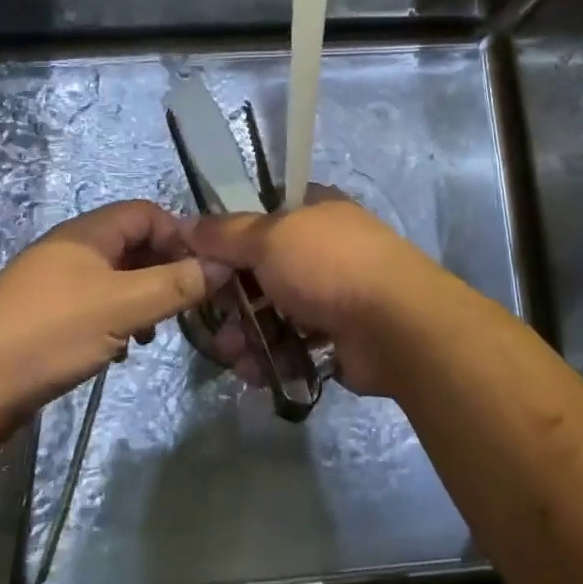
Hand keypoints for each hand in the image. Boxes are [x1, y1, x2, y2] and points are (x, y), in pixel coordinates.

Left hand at [0, 201, 228, 451]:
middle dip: (164, 269)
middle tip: (186, 303)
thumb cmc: (50, 335)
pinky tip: (122, 348)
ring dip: (142, 298)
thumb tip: (223, 264)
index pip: (147, 213)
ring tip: (154, 331)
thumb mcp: (123, 307)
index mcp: (88, 233)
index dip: (180, 235)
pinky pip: (95, 304)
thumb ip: (176, 285)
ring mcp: (54, 283)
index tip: (205, 269)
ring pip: (115, 277)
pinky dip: (117, 318)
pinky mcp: (44, 317)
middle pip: (132, 244)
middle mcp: (71, 249)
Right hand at [185, 190, 453, 396]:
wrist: (395, 325)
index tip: (201, 264)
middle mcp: (324, 247)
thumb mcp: (268, 238)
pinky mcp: (339, 336)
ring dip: (248, 334)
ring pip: (275, 311)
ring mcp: (334, 292)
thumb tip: (187, 225)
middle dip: (233, 300)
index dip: (229, 240)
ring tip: (233, 357)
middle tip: (212, 322)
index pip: (262, 217)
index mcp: (314, 211)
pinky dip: (273, 357)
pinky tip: (257, 373)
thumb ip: (225, 234)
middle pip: (263, 270)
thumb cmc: (328, 265)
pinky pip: (294, 344)